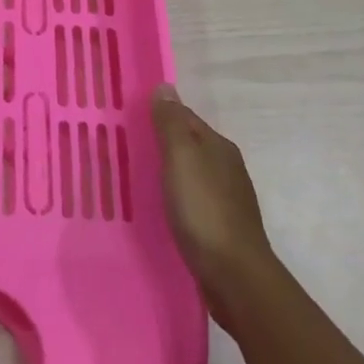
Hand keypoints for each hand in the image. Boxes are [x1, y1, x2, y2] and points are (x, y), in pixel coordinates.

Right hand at [152, 83, 276, 312]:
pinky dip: (177, 199)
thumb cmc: (204, 210)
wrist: (235, 278)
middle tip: (127, 148)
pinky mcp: (222, 229)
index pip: (185, 118)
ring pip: (192, 175)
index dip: (160, 115)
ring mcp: (227, 200)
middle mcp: (227, 168)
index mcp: (219, 146)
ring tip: (139, 178)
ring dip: (170, 173)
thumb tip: (165, 86)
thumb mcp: (182, 158)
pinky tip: (162, 210)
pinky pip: (194, 202)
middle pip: (190, 145)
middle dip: (163, 144)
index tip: (130, 119)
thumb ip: (171, 123)